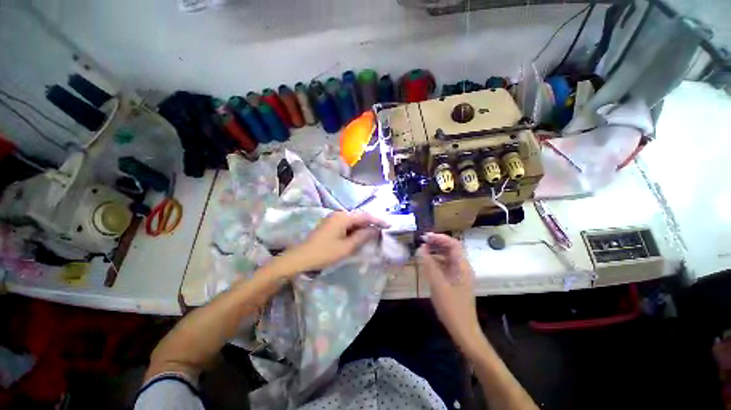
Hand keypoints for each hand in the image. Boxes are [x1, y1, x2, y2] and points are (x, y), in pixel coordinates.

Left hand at [278, 211, 388, 274]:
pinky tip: (360, 236)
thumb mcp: (346, 247)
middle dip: (372, 223)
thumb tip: (375, 229)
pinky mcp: (331, 224)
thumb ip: (362, 236)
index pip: (365, 216)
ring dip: (364, 227)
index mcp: (343, 217)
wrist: (301, 257)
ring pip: (354, 221)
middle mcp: (339, 214)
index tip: (389, 225)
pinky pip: (347, 224)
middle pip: (360, 217)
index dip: (378, 220)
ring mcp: (334, 219)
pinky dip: (355, 229)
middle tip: (383, 231)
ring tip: (374, 234)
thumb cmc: (325, 253)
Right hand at [417, 233, 483, 354]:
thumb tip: (422, 247)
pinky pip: (446, 265)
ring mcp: (460, 274)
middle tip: (422, 241)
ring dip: (436, 251)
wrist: (463, 330)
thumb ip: (429, 264)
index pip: (453, 244)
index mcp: (462, 266)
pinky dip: (437, 260)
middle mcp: (463, 267)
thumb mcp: (437, 284)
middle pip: (451, 248)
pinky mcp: (456, 280)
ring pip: (448, 256)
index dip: (440, 237)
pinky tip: (428, 262)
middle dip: (437, 242)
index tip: (426, 237)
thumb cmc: (451, 307)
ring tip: (423, 249)